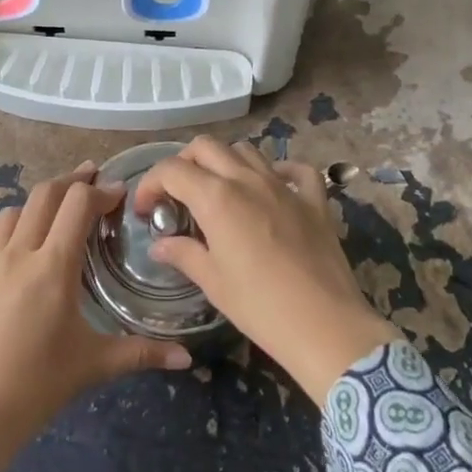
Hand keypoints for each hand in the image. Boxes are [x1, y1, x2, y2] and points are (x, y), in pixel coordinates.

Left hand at [0, 162, 193, 452]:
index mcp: (53, 266)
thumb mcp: (94, 365)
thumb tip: (186, 358)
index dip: (101, 190)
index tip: (119, 193)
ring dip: (39, 203)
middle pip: (44, 195)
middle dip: (71, 181)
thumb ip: (142, 353)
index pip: (77, 203)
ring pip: (13, 214)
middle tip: (92, 178)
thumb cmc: (37, 385)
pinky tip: (25, 266)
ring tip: (57, 214)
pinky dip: (16, 237)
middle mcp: (18, 255)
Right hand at [135, 138, 399, 402]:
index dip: (151, 184)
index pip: (172, 170)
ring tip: (218, 192)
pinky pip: (297, 171)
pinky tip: (273, 188)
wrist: (325, 325)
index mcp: (217, 198)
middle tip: (177, 196)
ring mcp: (285, 186)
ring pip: (247, 151)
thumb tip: (160, 245)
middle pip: (207, 147)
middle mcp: (249, 180)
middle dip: (183, 163)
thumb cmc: (260, 307)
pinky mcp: (315, 200)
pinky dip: (279, 171)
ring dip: (225, 162)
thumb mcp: (213, 283)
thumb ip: (183, 254)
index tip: (146, 210)